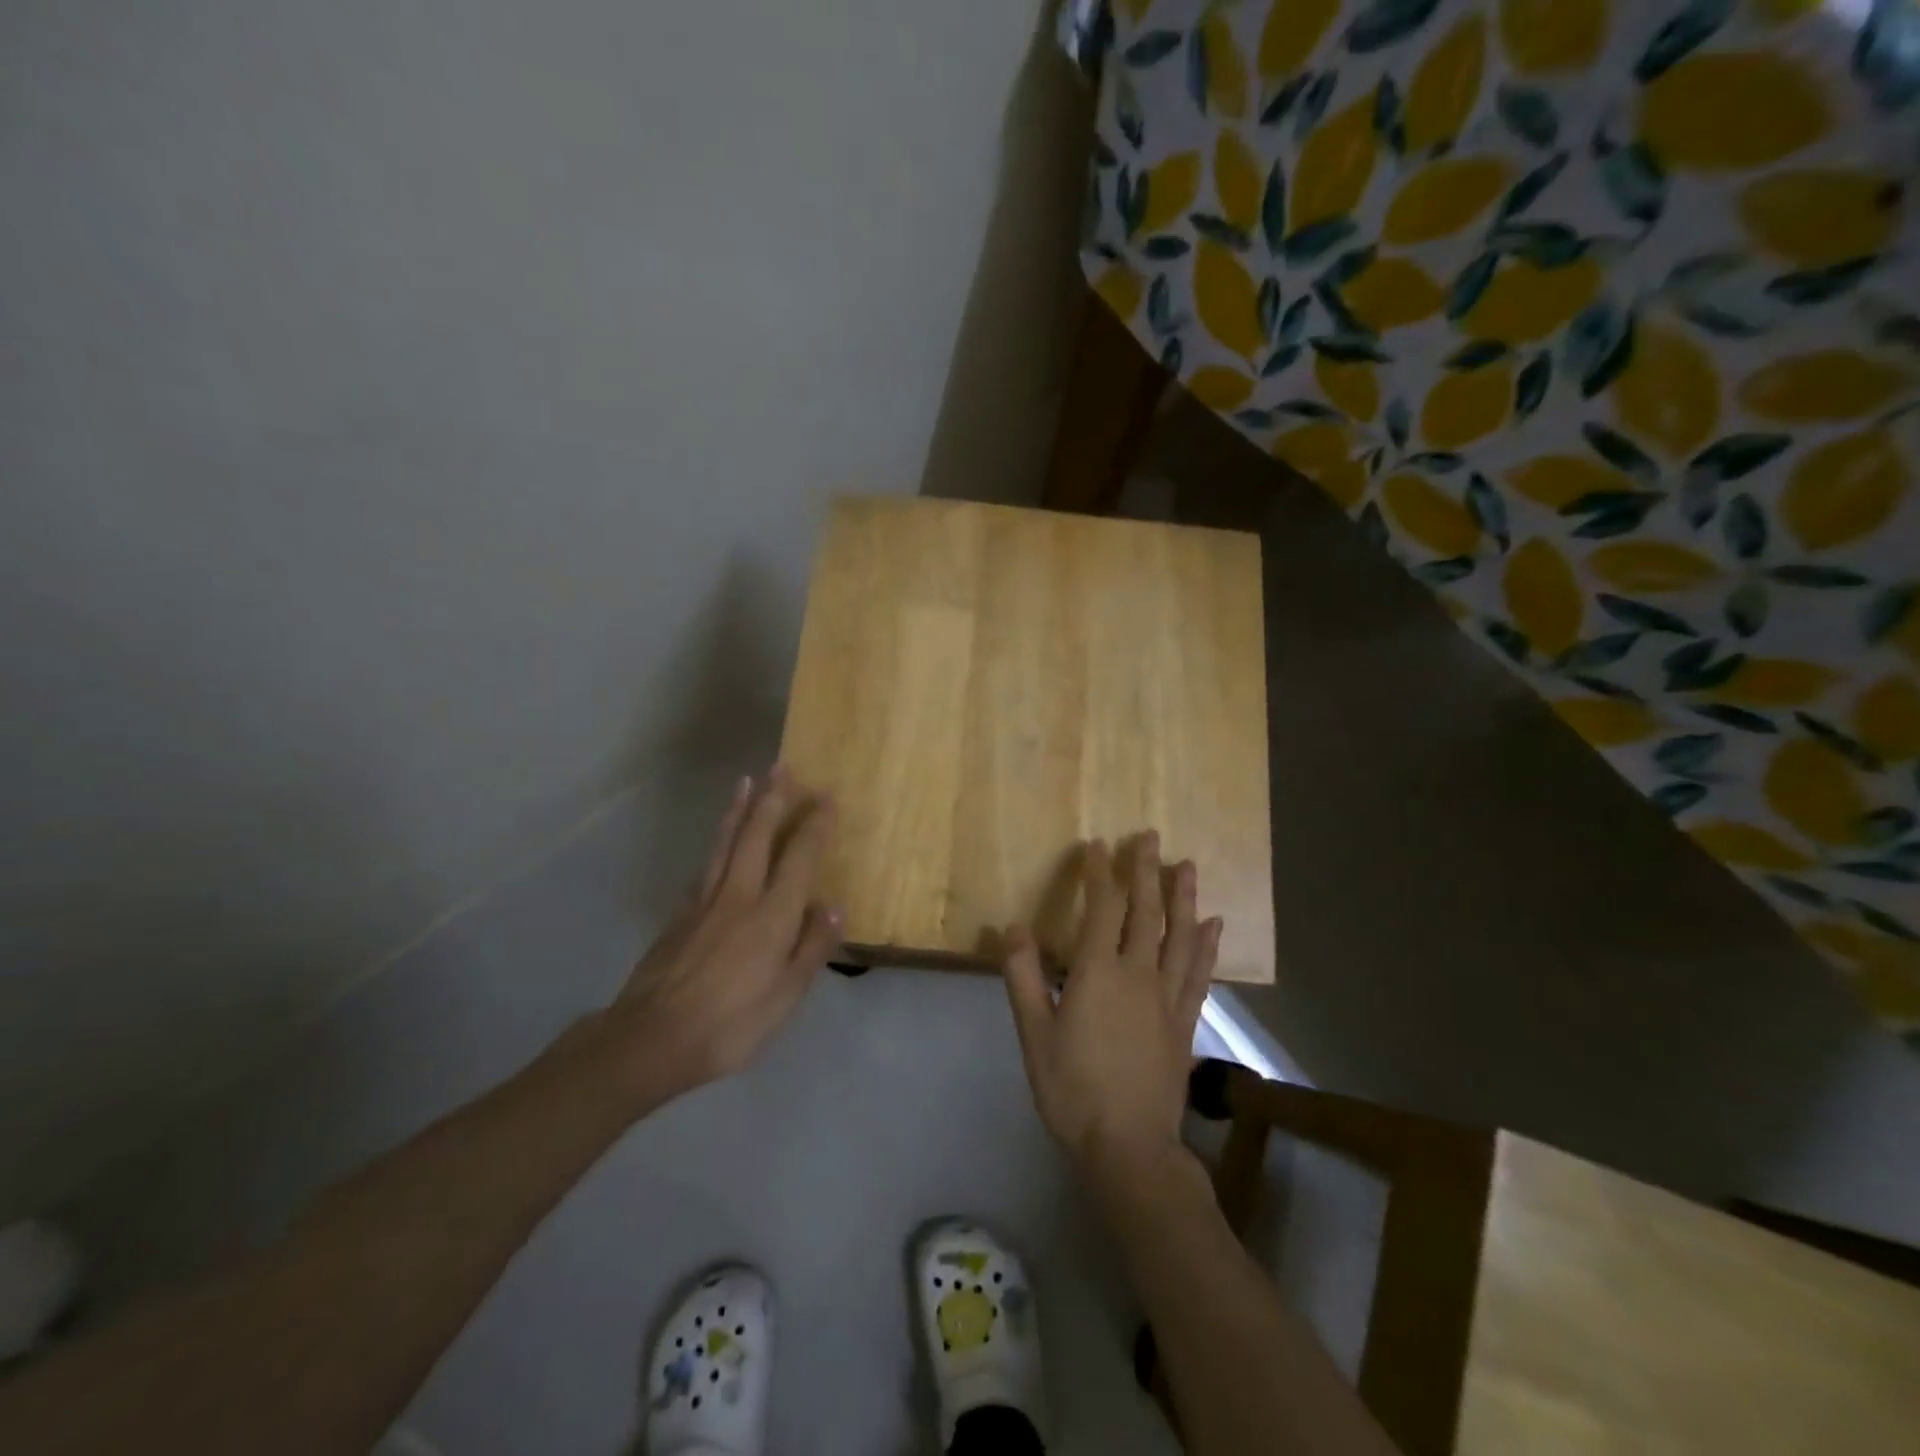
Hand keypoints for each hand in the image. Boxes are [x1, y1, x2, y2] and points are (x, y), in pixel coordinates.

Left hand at [609, 766, 840, 1100]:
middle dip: (773, 799)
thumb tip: (832, 907)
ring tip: (746, 781)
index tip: (827, 798)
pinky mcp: (680, 914)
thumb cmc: (730, 1024)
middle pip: (757, 836)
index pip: (799, 857)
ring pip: (725, 843)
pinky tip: (719, 839)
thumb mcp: (785, 997)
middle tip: (782, 767)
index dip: (814, 825)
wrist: (651, 1039)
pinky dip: (717, 843)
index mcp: (771, 916)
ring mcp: (705, 901)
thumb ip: (811, 949)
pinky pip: (705, 865)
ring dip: (739, 809)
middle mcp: (739, 895)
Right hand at [1000, 833, 1221, 1169]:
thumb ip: (1023, 977)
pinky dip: (1208, 945)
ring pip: (1180, 936)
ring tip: (1188, 866)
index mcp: (1098, 974)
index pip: (1101, 910)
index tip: (1097, 845)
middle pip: (1146, 912)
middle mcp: (1138, 975)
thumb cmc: (1073, 1090)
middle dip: (1146, 871)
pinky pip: (1200, 973)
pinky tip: (1214, 925)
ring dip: (1184, 898)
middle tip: (1150, 836)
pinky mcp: (1185, 1021)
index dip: (1099, 874)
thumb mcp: (1034, 1035)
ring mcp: (1168, 997)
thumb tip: (1014, 927)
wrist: (1128, 1146)